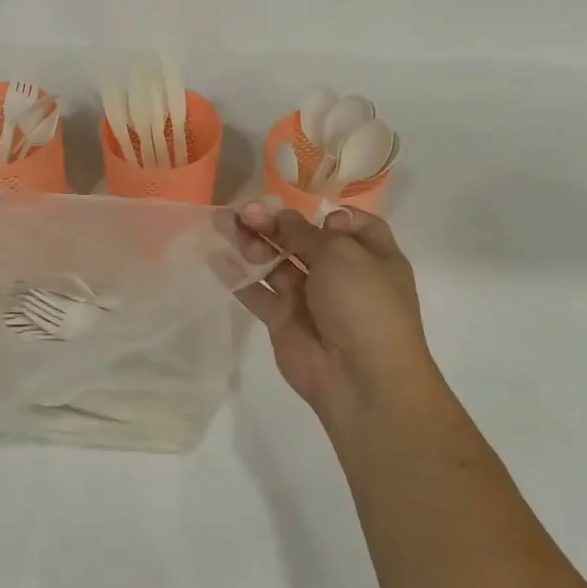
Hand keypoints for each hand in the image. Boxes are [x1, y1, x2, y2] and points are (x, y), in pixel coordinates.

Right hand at [235, 202, 443, 435]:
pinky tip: (216, 257)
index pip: (348, 225)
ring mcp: (310, 298)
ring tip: (223, 224)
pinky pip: (257, 292)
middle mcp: (340, 273)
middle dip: (274, 223)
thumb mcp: (341, 254)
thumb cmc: (363, 303)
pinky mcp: (283, 319)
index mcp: (370, 255)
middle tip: (244, 212)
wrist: (360, 375)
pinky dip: (238, 276)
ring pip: (276, 262)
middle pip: (302, 240)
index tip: (308, 212)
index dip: (326, 215)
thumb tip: (285, 217)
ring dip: (251, 242)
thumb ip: (306, 233)